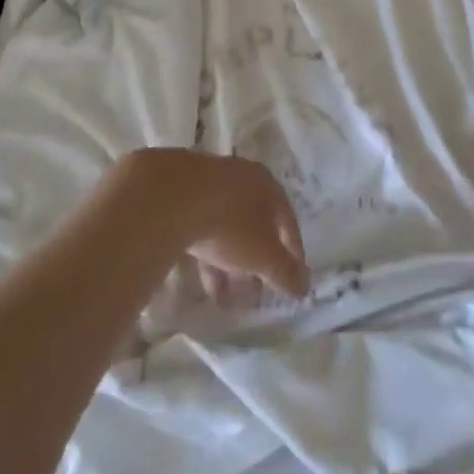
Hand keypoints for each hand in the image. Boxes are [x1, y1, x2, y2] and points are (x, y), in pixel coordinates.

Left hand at [109, 149, 309, 298]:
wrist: (168, 197)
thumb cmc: (228, 225)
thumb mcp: (263, 255)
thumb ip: (285, 272)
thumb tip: (304, 288)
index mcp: (267, 184)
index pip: (287, 220)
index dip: (292, 253)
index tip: (292, 280)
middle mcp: (240, 175)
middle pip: (254, 222)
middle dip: (255, 260)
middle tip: (253, 292)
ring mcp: (207, 179)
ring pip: (224, 225)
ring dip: (227, 261)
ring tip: (222, 297)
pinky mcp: (178, 189)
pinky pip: (198, 224)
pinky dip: (203, 251)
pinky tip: (196, 277)